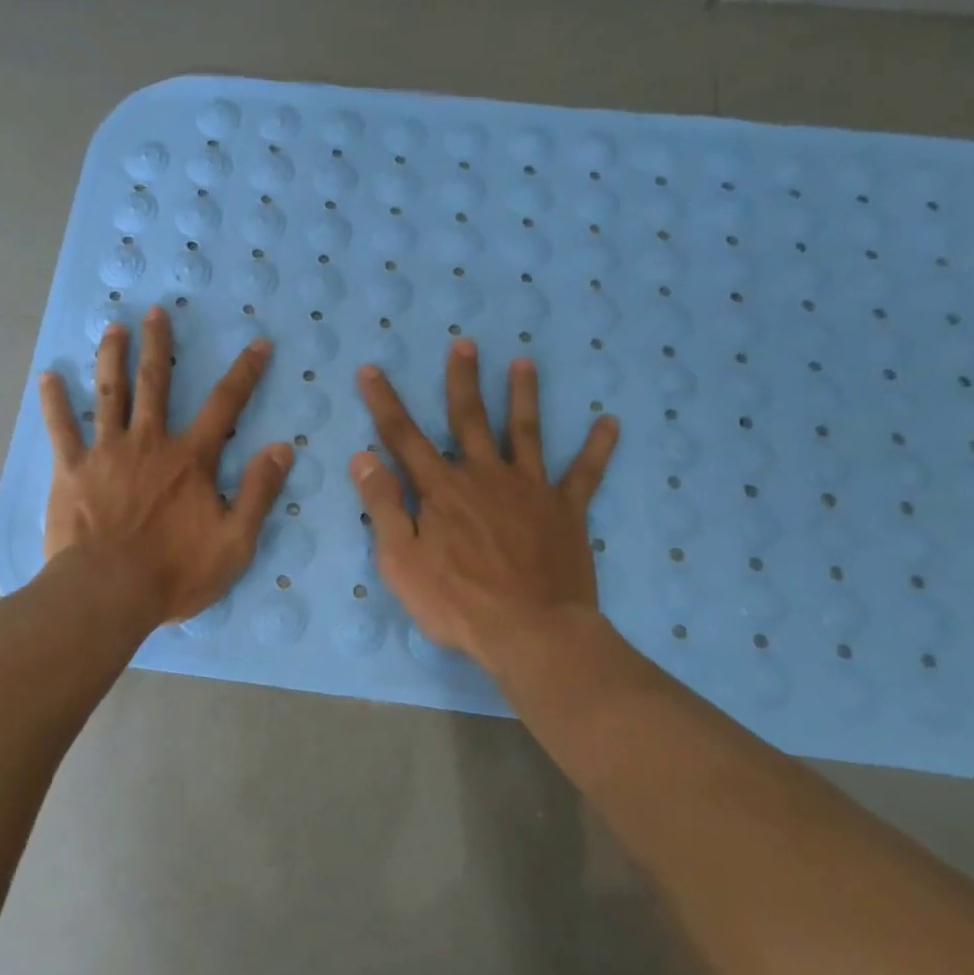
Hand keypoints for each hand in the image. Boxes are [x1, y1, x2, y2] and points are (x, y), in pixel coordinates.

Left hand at [40, 305, 292, 625]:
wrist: (108, 593)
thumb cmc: (175, 572)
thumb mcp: (235, 541)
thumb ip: (259, 491)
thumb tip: (283, 447)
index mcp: (190, 459)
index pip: (225, 405)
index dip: (245, 372)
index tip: (258, 343)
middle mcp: (149, 442)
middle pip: (156, 383)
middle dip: (159, 344)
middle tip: (156, 311)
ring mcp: (106, 452)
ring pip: (109, 393)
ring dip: (112, 357)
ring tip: (113, 326)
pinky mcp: (71, 470)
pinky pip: (61, 428)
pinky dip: (54, 401)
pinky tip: (48, 376)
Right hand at [349, 339, 619, 666]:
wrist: (531, 632)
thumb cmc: (457, 602)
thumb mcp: (401, 560)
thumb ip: (384, 505)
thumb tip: (363, 457)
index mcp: (442, 489)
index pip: (404, 436)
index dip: (384, 402)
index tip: (370, 368)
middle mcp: (485, 476)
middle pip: (470, 419)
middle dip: (463, 380)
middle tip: (465, 342)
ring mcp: (530, 489)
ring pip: (525, 432)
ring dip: (524, 395)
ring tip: (525, 362)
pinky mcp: (566, 511)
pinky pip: (585, 474)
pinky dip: (598, 448)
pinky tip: (611, 422)